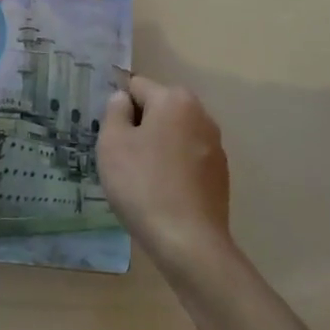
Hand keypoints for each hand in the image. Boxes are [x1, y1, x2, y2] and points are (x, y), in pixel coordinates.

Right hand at [99, 75, 230, 271]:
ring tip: (140, 178)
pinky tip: (161, 193)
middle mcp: (201, 115)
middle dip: (138, 126)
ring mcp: (215, 146)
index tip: (109, 135)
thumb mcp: (112, 142)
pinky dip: (172, 167)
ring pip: (173, 135)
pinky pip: (187, 158)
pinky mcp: (220, 174)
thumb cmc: (143, 185)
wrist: (189, 243)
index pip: (136, 86)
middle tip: (120, 157)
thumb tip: (123, 99)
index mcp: (175, 100)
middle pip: (158, 109)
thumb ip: (115, 111)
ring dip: (156, 147)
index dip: (118, 108)